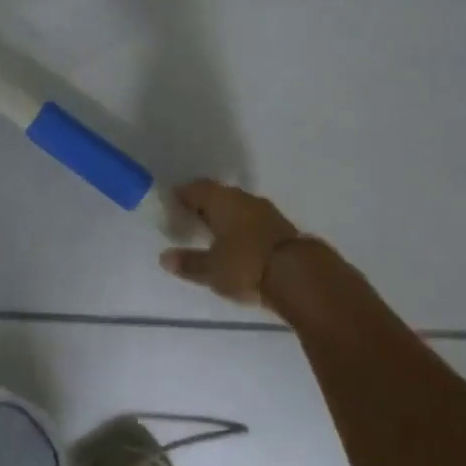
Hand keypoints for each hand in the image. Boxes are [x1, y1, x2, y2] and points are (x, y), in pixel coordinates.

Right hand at [160, 180, 301, 307]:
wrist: (301, 276)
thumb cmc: (246, 265)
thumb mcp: (212, 270)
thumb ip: (188, 262)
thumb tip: (164, 257)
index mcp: (221, 200)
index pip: (196, 189)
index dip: (182, 195)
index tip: (172, 204)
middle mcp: (243, 199)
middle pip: (218, 196)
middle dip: (204, 206)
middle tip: (190, 219)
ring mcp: (266, 212)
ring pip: (238, 208)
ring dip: (225, 217)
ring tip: (213, 234)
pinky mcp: (282, 228)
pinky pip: (254, 222)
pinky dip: (242, 229)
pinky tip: (238, 244)